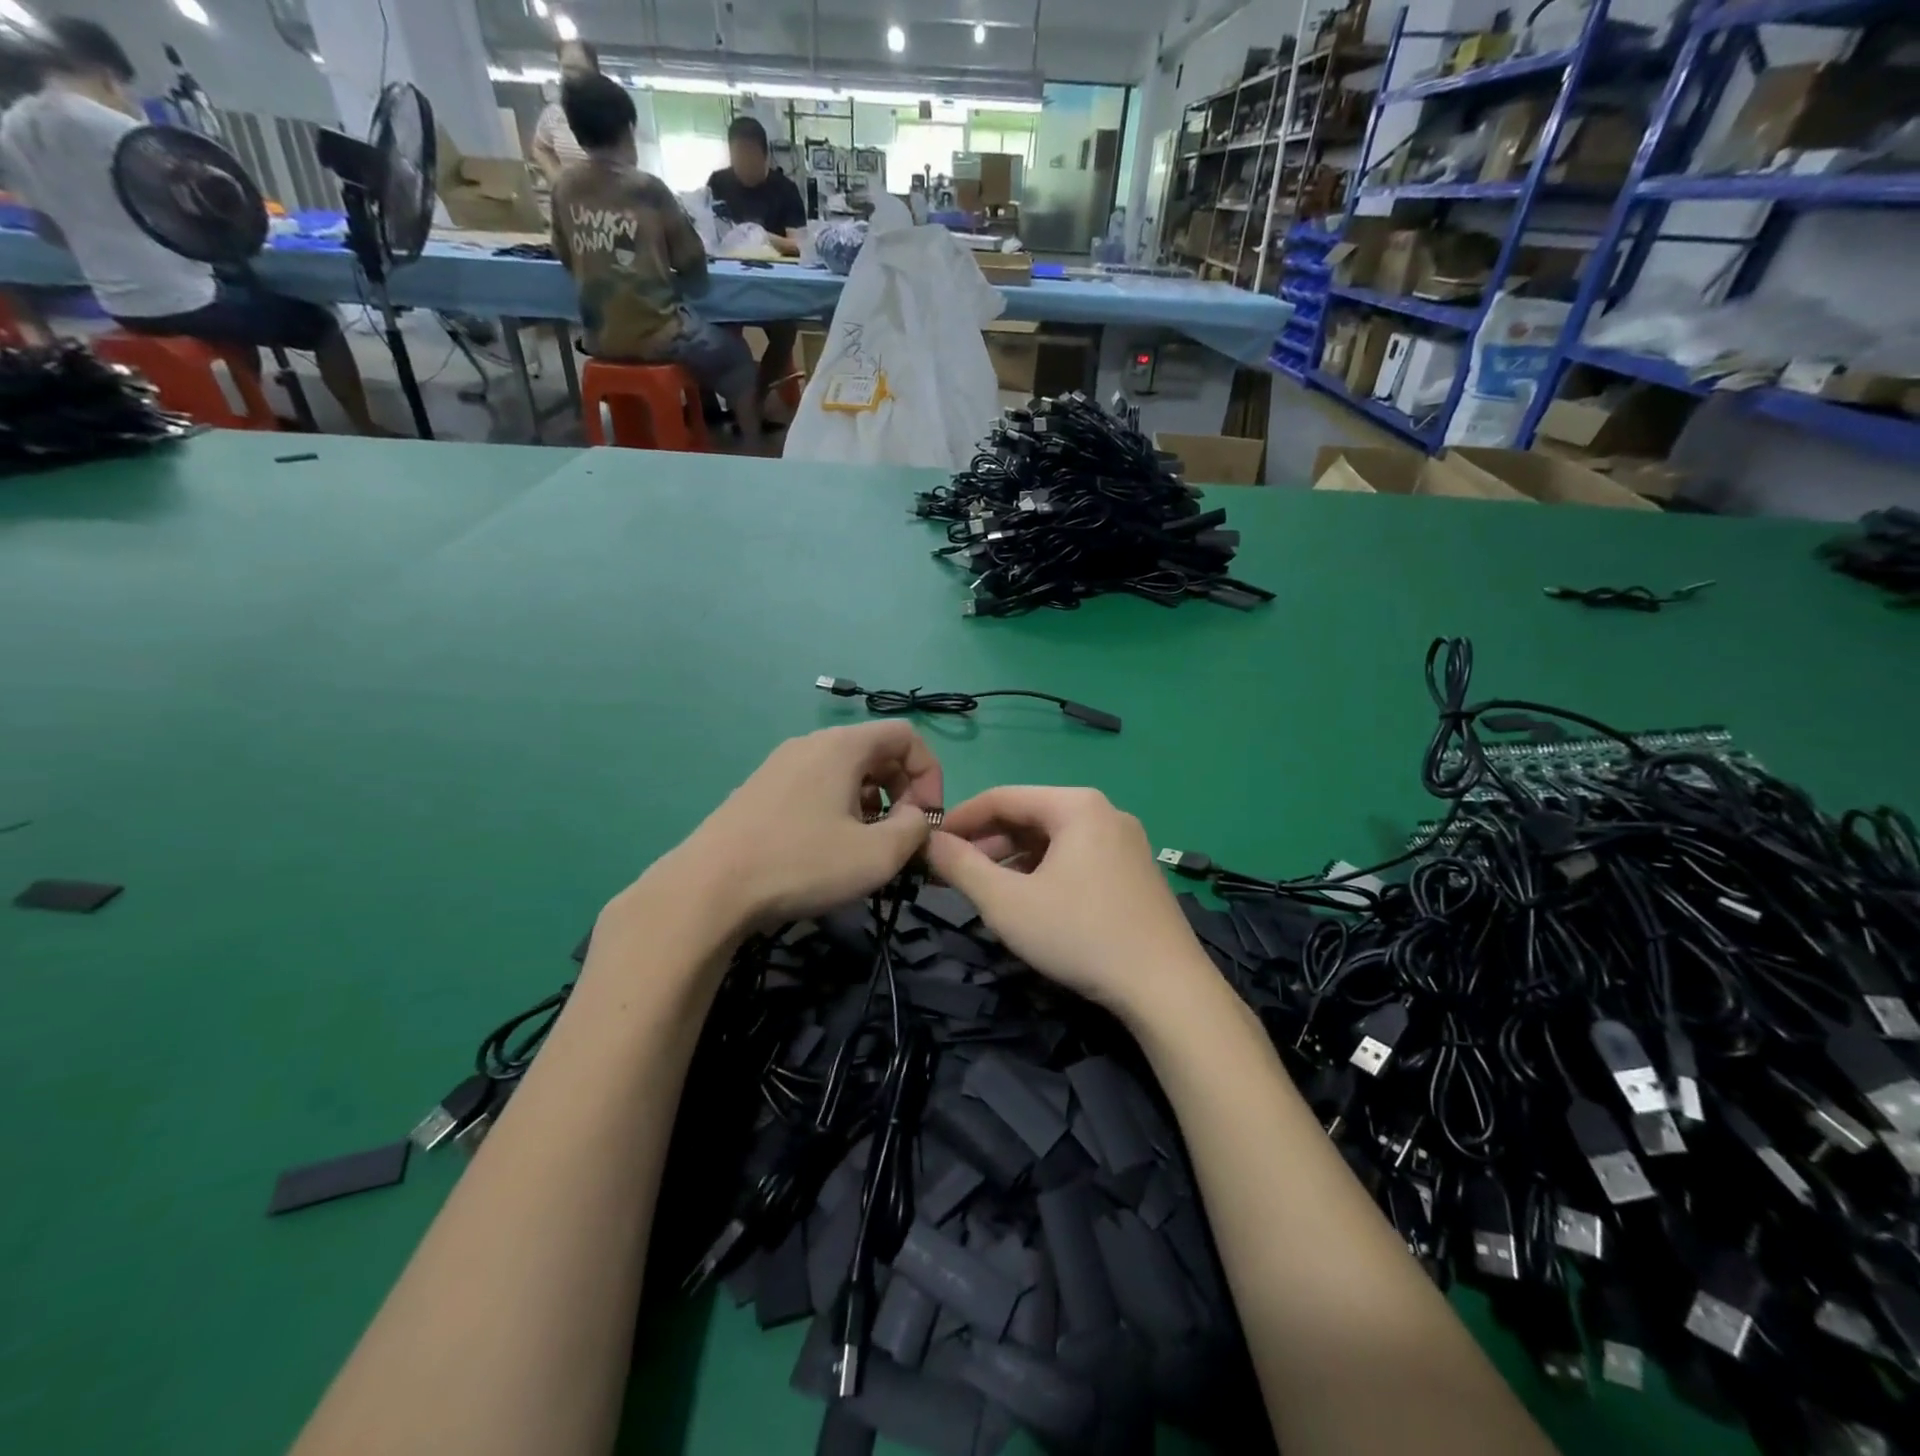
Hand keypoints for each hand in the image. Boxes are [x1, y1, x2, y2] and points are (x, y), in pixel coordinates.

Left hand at [666, 724, 943, 929]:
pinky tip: (828, 850)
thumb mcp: (878, 854)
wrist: (709, 888)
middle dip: (902, 791)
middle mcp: (811, 743)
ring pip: (846, 772)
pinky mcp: (761, 790)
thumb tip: (918, 819)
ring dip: (872, 803)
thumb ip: (916, 830)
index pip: (907, 736)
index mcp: (842, 746)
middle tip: (900, 836)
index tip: (926, 820)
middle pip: (877, 752)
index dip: (929, 775)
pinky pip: (817, 786)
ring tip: (865, 847)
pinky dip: (839, 808)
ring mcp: (780, 765)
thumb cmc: (802, 863)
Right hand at [925, 787, 1216, 1023]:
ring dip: (1013, 859)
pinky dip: (1044, 871)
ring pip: (1053, 839)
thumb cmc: (1079, 935)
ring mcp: (1125, 841)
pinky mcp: (1135, 870)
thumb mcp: (1007, 902)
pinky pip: (1077, 857)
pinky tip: (1029, 899)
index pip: (1002, 797)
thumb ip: (961, 866)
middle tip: (951, 873)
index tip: (929, 843)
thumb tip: (929, 841)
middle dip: (986, 843)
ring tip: (985, 889)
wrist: (1166, 988)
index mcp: (1076, 805)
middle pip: (1030, 816)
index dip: (960, 819)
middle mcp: (1104, 811)